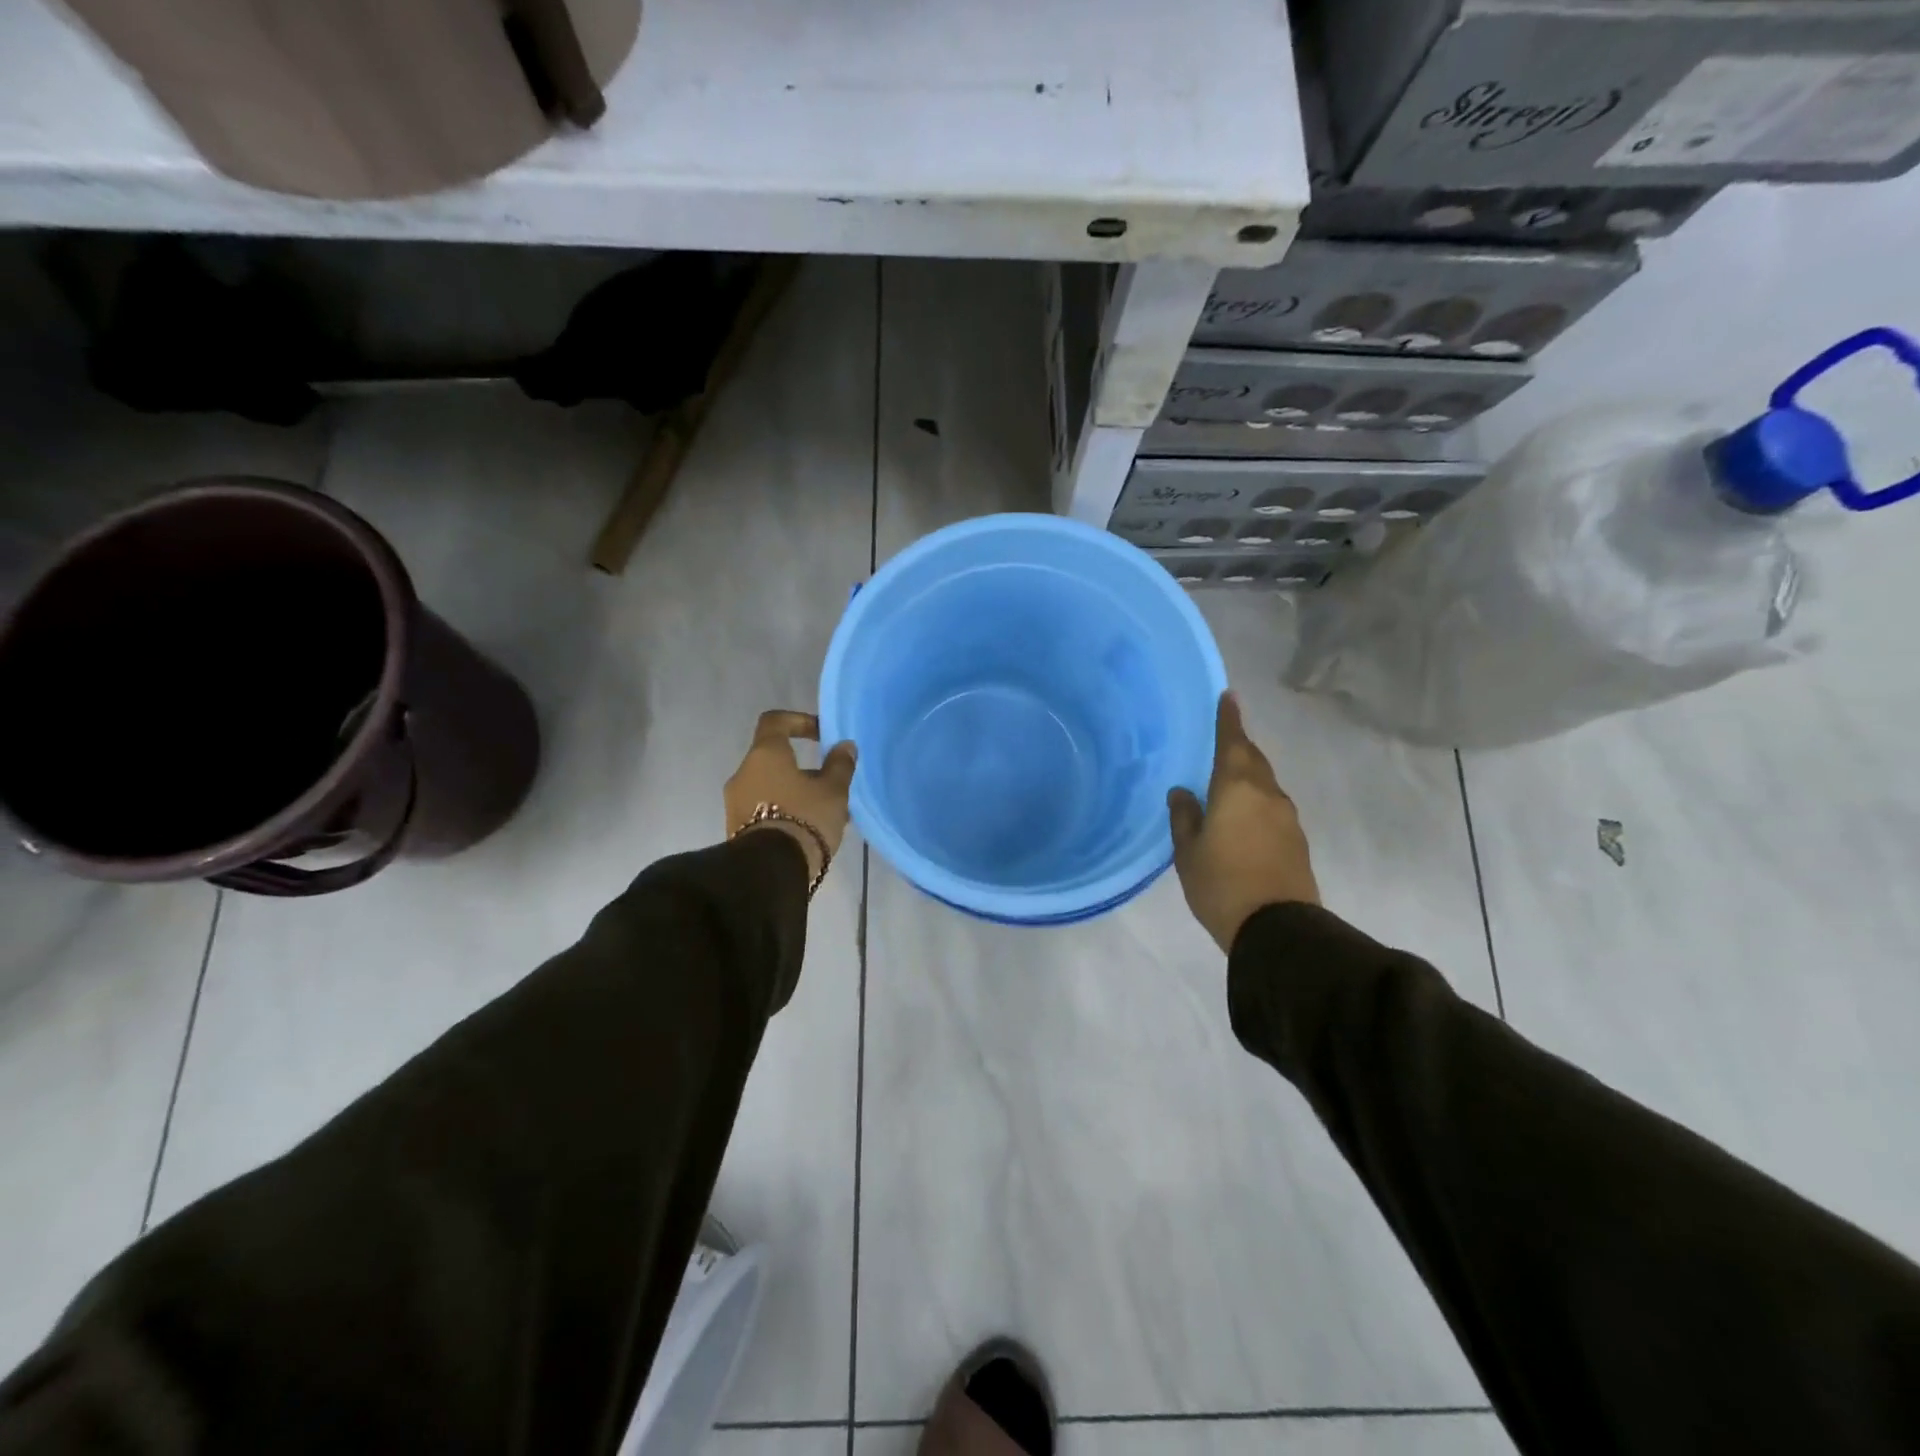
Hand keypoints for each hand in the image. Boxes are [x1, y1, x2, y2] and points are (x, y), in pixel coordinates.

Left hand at [726, 710, 857, 882]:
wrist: (770, 871)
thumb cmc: (805, 818)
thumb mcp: (833, 791)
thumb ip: (840, 765)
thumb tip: (844, 746)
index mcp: (765, 755)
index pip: (775, 722)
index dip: (799, 721)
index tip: (821, 735)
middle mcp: (744, 773)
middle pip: (774, 759)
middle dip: (804, 768)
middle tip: (830, 784)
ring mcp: (736, 803)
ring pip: (771, 787)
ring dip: (796, 793)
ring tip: (825, 814)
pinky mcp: (737, 829)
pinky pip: (764, 809)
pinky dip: (785, 811)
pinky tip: (809, 830)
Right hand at [1168, 692, 1319, 952]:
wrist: (1277, 928)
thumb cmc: (1221, 883)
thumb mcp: (1188, 852)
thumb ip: (1184, 817)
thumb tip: (1182, 792)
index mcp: (1237, 788)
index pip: (1233, 742)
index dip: (1229, 719)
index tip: (1229, 696)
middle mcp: (1267, 794)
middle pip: (1254, 759)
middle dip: (1239, 745)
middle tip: (1222, 738)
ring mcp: (1286, 817)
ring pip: (1265, 784)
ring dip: (1248, 775)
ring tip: (1227, 780)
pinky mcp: (1296, 840)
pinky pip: (1272, 807)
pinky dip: (1256, 800)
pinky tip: (1242, 815)